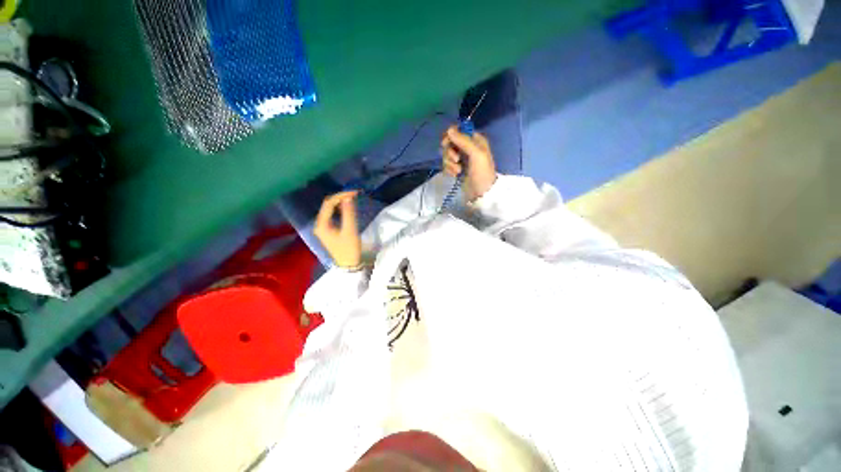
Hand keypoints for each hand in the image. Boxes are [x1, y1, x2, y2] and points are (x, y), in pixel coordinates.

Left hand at [314, 191, 361, 268]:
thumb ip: (349, 213)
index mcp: (321, 224)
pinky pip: (332, 214)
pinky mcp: (328, 229)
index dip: (341, 195)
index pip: (328, 203)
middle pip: (327, 205)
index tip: (354, 192)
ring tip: (352, 198)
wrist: (349, 265)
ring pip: (330, 209)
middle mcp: (319, 224)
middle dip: (340, 197)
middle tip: (354, 194)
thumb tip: (348, 197)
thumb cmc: (349, 249)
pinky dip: (340, 209)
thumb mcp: (350, 230)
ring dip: (340, 202)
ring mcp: (323, 227)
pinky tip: (347, 207)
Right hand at [441, 125, 496, 201]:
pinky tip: (455, 175)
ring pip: (446, 154)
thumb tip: (449, 129)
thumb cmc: (482, 173)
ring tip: (458, 171)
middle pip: (449, 143)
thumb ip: (463, 141)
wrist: (482, 194)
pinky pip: (446, 164)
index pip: (457, 131)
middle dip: (449, 152)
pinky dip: (449, 169)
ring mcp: (461, 159)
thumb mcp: (476, 154)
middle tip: (456, 160)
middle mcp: (467, 147)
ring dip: (449, 163)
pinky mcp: (456, 169)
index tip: (447, 143)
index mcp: (475, 140)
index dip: (450, 136)